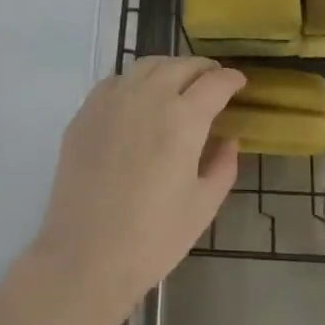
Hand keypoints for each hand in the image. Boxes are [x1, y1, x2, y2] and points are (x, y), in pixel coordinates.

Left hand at [29, 56, 244, 323]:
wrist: (84, 258)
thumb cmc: (152, 239)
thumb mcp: (203, 206)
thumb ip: (223, 165)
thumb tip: (228, 138)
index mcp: (183, 119)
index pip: (215, 83)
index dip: (232, 79)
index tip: (239, 83)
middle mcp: (147, 97)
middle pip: (181, 65)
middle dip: (203, 69)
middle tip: (213, 82)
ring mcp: (112, 101)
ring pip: (147, 65)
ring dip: (170, 69)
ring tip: (178, 85)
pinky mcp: (85, 113)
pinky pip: (116, 81)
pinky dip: (135, 81)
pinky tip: (138, 100)